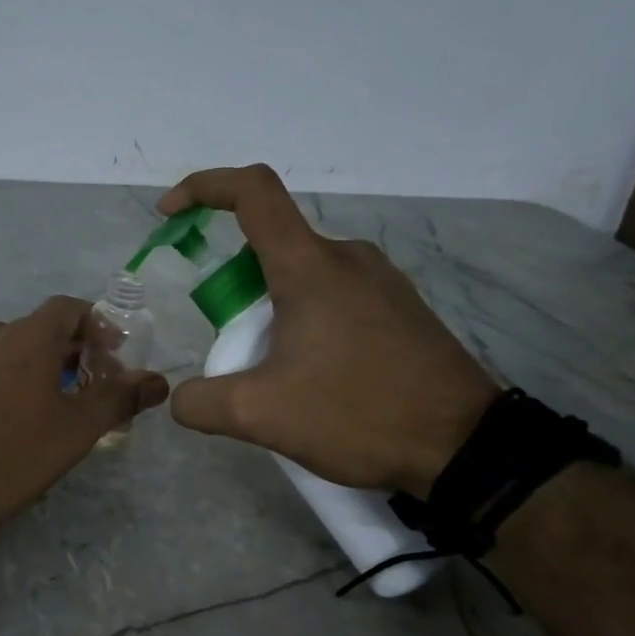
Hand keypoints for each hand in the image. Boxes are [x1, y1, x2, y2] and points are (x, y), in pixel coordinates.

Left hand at [0, 296, 169, 537]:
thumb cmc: (9, 451)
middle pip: (42, 331)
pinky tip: (14, 425)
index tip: (115, 356)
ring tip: (59, 411)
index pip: (69, 308)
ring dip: (42, 372)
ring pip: (13, 354)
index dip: (98, 325)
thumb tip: (157, 380)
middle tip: (96, 390)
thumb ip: (118, 399)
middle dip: (75, 354)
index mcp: (28, 336)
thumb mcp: (75, 430)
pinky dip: (11, 385)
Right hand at [160, 165, 498, 496]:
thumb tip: (180, 399)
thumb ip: (200, 403)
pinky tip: (312, 375)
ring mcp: (381, 281)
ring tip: (271, 371)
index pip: (252, 192)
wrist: (465, 447)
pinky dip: (303, 319)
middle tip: (230, 347)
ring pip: (302, 275)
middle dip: (232, 287)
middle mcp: (347, 258)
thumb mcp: (260, 415)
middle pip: (271, 245)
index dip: (204, 188)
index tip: (169, 214)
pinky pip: (334, 295)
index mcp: (310, 267)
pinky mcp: (401, 308)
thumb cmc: (358, 414)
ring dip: (268, 309)